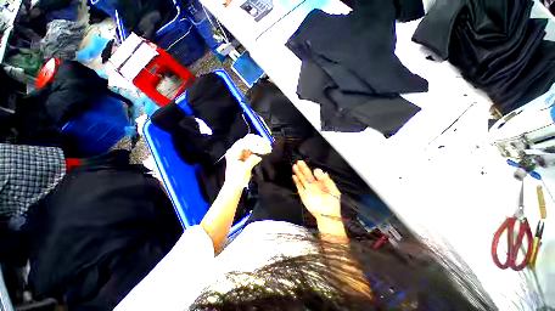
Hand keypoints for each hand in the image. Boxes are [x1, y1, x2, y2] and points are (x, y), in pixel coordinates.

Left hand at [225, 134, 271, 188]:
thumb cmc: (236, 179)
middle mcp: (236, 149)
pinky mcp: (246, 154)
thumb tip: (259, 155)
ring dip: (260, 143)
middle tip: (267, 145)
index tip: (263, 151)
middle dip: (258, 141)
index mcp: (233, 152)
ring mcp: (241, 151)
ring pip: (252, 142)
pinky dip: (260, 148)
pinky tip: (265, 150)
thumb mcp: (245, 170)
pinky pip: (254, 147)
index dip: (255, 146)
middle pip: (248, 139)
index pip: (245, 144)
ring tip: (268, 147)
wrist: (234, 186)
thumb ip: (252, 160)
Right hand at [293, 160, 341, 220]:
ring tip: (294, 166)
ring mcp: (308, 190)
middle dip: (302, 168)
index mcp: (321, 183)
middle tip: (299, 162)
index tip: (307, 165)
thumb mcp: (333, 190)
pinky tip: (294, 177)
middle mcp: (313, 185)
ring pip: (302, 180)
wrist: (329, 216)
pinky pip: (299, 188)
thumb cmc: (333, 203)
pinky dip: (296, 182)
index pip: (314, 174)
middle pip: (306, 175)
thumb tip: (319, 171)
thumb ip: (326, 180)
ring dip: (298, 173)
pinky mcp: (304, 196)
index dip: (309, 169)